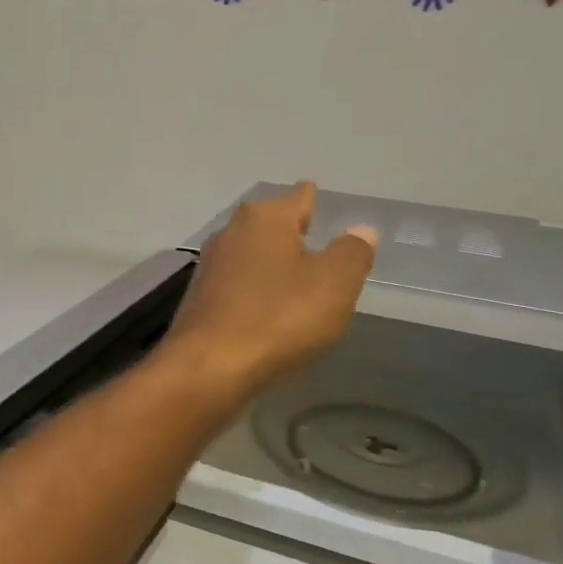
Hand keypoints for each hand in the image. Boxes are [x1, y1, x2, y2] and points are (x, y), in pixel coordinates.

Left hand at [160, 182, 378, 402]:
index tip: (316, 197)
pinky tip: (266, 307)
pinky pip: (238, 284)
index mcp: (265, 218)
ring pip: (251, 254)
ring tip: (295, 274)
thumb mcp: (334, 284)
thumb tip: (362, 229)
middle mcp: (232, 232)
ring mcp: (210, 265)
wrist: (208, 367)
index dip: (313, 199)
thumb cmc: (278, 317)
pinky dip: (255, 289)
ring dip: (271, 262)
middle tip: (314, 240)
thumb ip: (352, 252)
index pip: (299, 197)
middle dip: (291, 230)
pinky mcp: (200, 297)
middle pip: (271, 224)